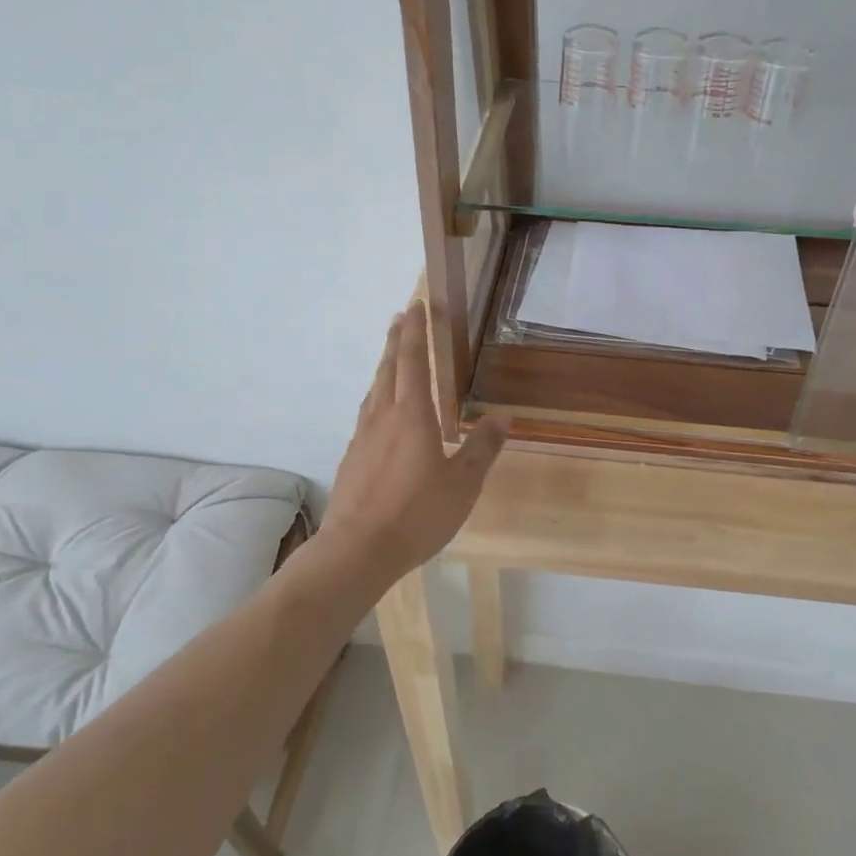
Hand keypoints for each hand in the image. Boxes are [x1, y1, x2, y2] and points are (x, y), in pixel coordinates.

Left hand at [320, 301, 507, 582]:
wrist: (357, 550)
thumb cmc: (417, 514)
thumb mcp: (463, 484)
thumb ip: (482, 448)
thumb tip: (503, 416)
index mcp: (412, 415)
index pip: (415, 361)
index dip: (417, 332)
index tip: (417, 306)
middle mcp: (383, 417)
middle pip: (389, 368)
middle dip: (397, 340)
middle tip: (402, 317)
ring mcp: (363, 437)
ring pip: (374, 390)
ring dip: (385, 367)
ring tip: (392, 357)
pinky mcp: (352, 458)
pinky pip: (367, 414)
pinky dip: (377, 398)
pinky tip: (381, 414)